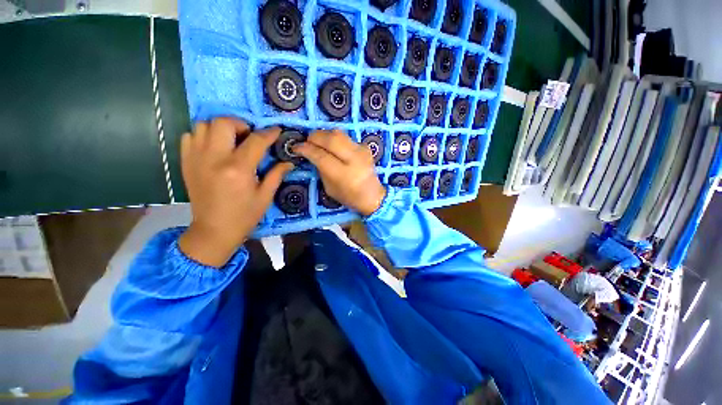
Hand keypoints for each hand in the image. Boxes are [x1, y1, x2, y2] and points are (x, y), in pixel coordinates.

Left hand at [178, 118, 292, 266]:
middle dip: (240, 124)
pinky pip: (189, 136)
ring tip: (232, 141)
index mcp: (238, 169)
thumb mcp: (265, 196)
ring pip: (203, 125)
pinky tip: (215, 148)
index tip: (276, 130)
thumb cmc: (244, 215)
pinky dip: (203, 135)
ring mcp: (196, 159)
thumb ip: (276, 175)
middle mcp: (214, 159)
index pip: (255, 141)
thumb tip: (289, 162)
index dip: (269, 133)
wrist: (213, 230)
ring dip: (221, 128)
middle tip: (249, 136)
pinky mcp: (186, 162)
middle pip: (223, 123)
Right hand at [294, 129, 385, 215]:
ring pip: (339, 133)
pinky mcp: (365, 147)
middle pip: (331, 139)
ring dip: (324, 135)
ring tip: (318, 142)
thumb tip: (312, 154)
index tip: (296, 147)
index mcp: (344, 174)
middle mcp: (354, 159)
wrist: (373, 195)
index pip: (321, 155)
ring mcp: (361, 151)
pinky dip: (336, 139)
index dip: (306, 149)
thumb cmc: (349, 196)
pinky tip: (333, 147)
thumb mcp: (330, 189)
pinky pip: (346, 137)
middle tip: (307, 141)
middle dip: (314, 137)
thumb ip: (321, 170)